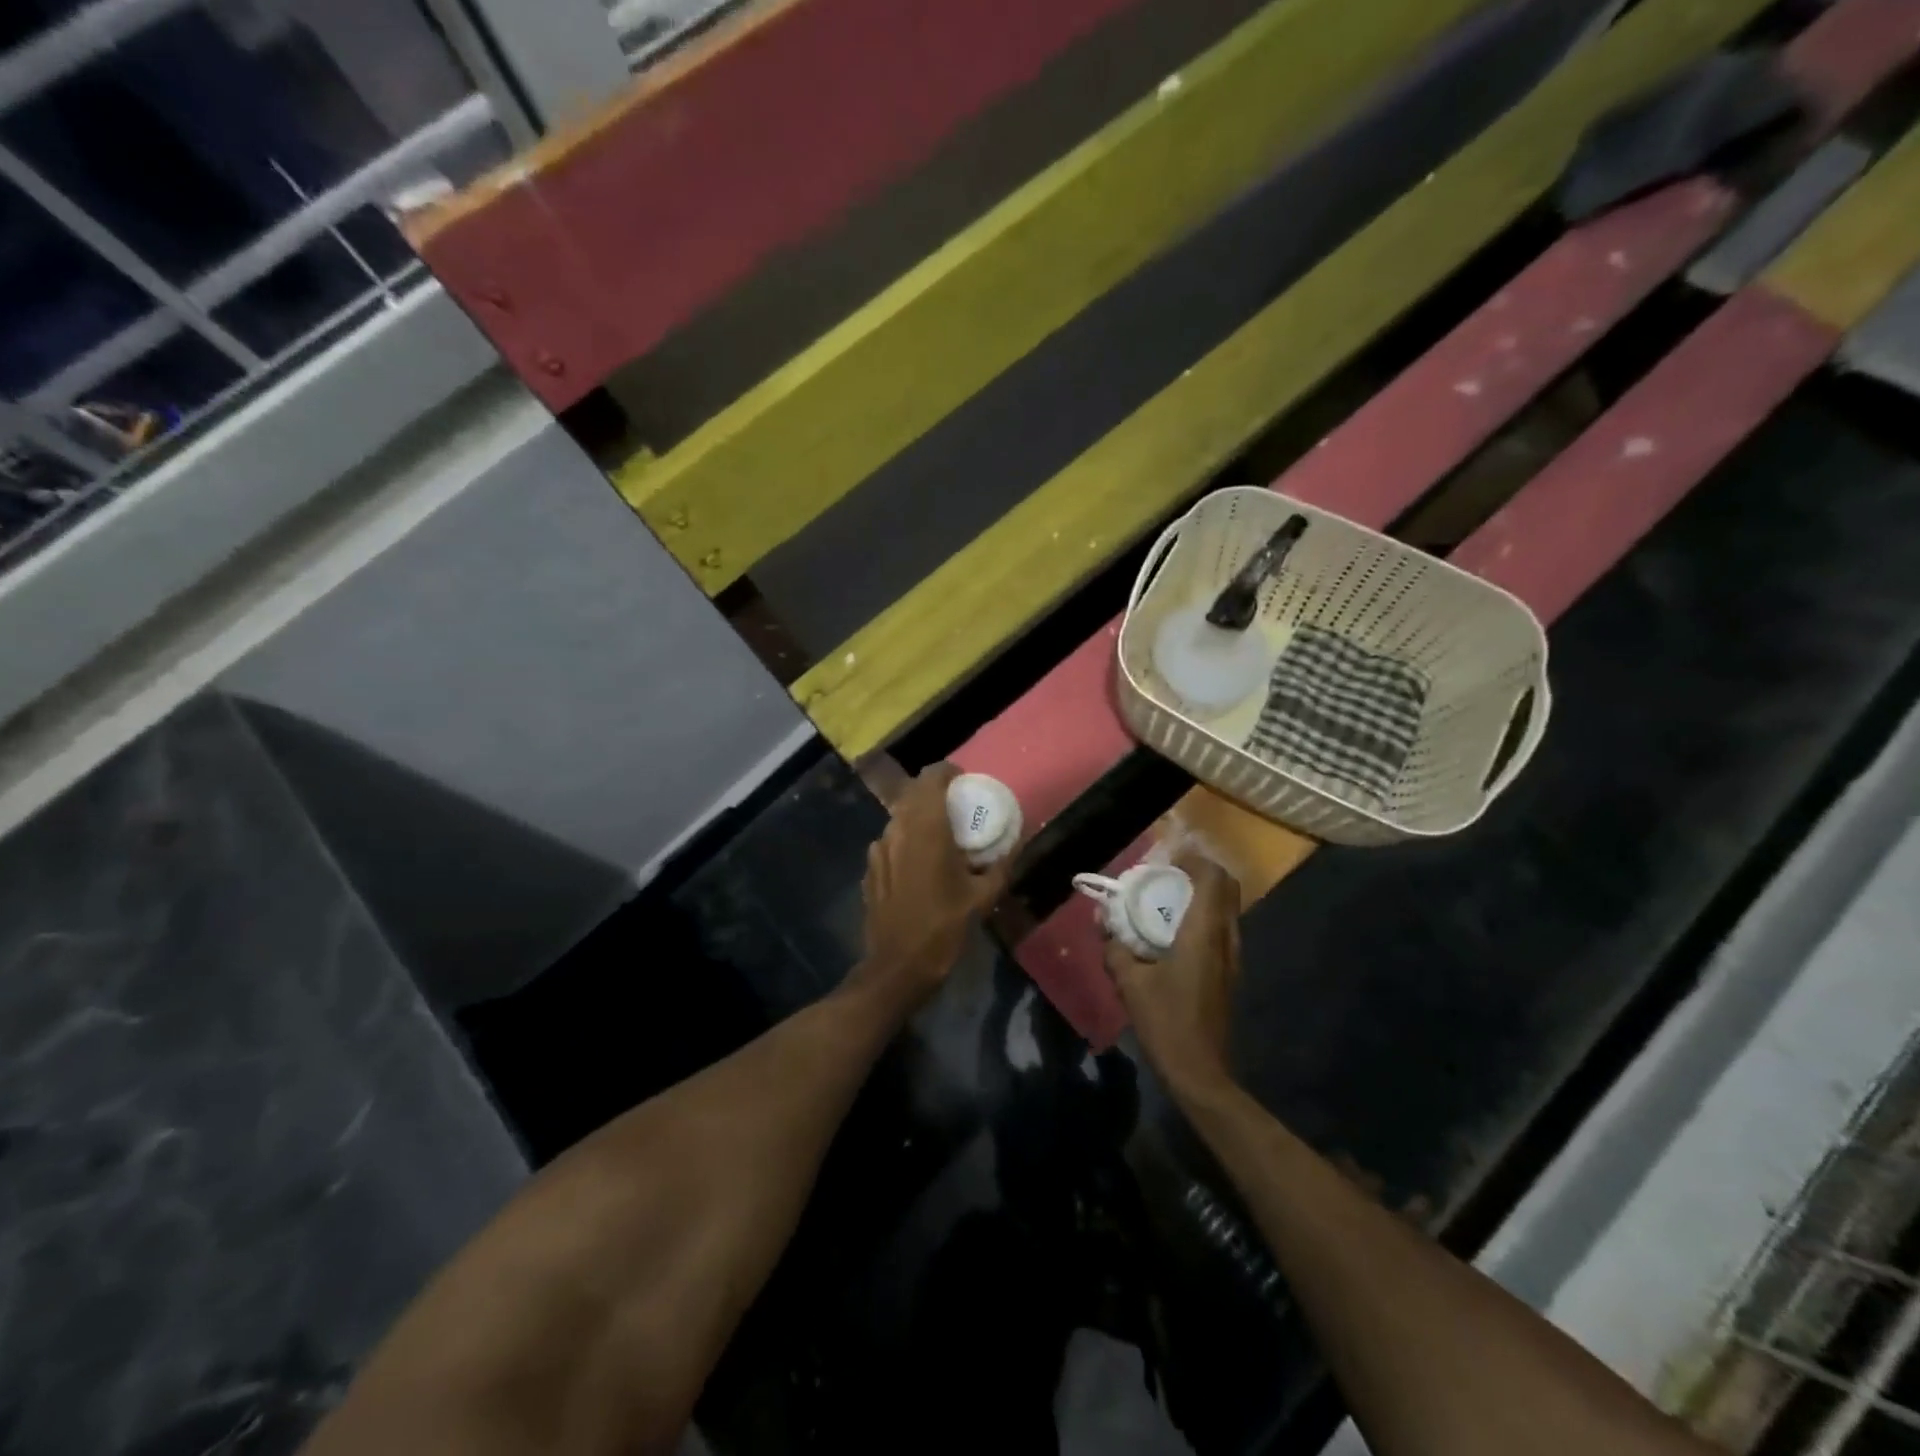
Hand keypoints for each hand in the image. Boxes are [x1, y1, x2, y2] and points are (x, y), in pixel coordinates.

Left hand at [855, 764, 1013, 1007]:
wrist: (897, 966)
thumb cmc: (943, 928)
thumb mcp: (982, 898)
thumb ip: (1001, 865)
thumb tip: (1016, 844)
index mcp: (926, 828)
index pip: (932, 777)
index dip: (948, 773)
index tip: (966, 782)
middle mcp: (898, 829)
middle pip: (914, 793)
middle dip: (935, 793)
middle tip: (958, 808)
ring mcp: (878, 848)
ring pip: (900, 816)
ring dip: (920, 817)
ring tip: (941, 836)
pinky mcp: (869, 868)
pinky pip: (890, 840)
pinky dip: (906, 840)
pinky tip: (920, 864)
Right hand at [1105, 848, 1241, 1100]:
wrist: (1200, 1071)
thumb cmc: (1165, 1021)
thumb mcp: (1129, 982)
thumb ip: (1115, 946)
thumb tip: (1103, 919)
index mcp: (1204, 933)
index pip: (1213, 878)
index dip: (1195, 858)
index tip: (1168, 855)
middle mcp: (1225, 939)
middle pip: (1225, 889)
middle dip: (1199, 873)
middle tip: (1166, 874)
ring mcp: (1231, 958)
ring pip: (1225, 910)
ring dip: (1201, 896)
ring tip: (1166, 900)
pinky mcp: (1229, 973)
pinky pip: (1220, 929)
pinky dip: (1202, 918)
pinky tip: (1173, 933)